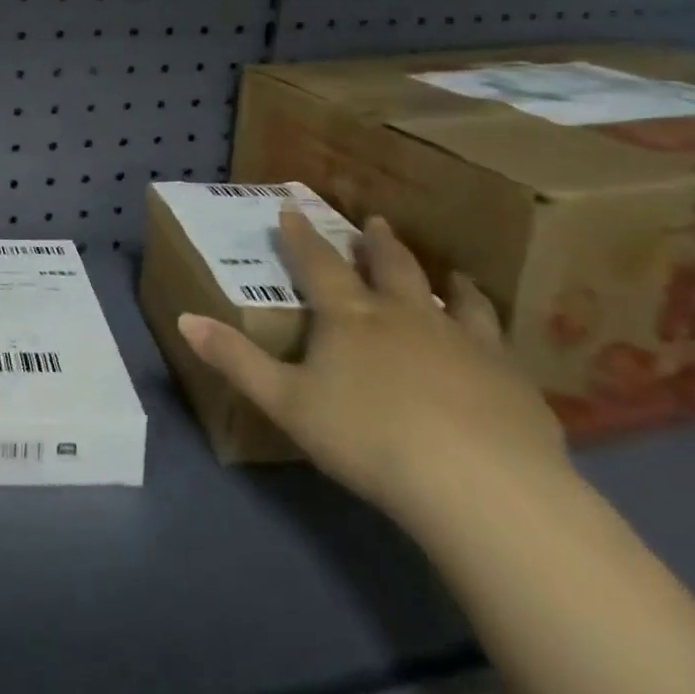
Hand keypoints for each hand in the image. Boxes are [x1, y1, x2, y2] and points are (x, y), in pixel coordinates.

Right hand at [178, 208, 567, 533]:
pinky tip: (494, 339)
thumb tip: (185, 318)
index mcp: (350, 317)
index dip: (301, 236)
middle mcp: (407, 316)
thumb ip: (236, 360)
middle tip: (373, 222)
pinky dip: (490, 327)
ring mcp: (464, 342)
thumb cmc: (368, 438)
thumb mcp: (286, 402)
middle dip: (376, 243)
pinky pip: (498, 340)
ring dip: (445, 281)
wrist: (479, 485)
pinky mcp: (509, 377)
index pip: (317, 264)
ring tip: (450, 272)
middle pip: (390, 268)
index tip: (291, 208)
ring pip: (454, 298)